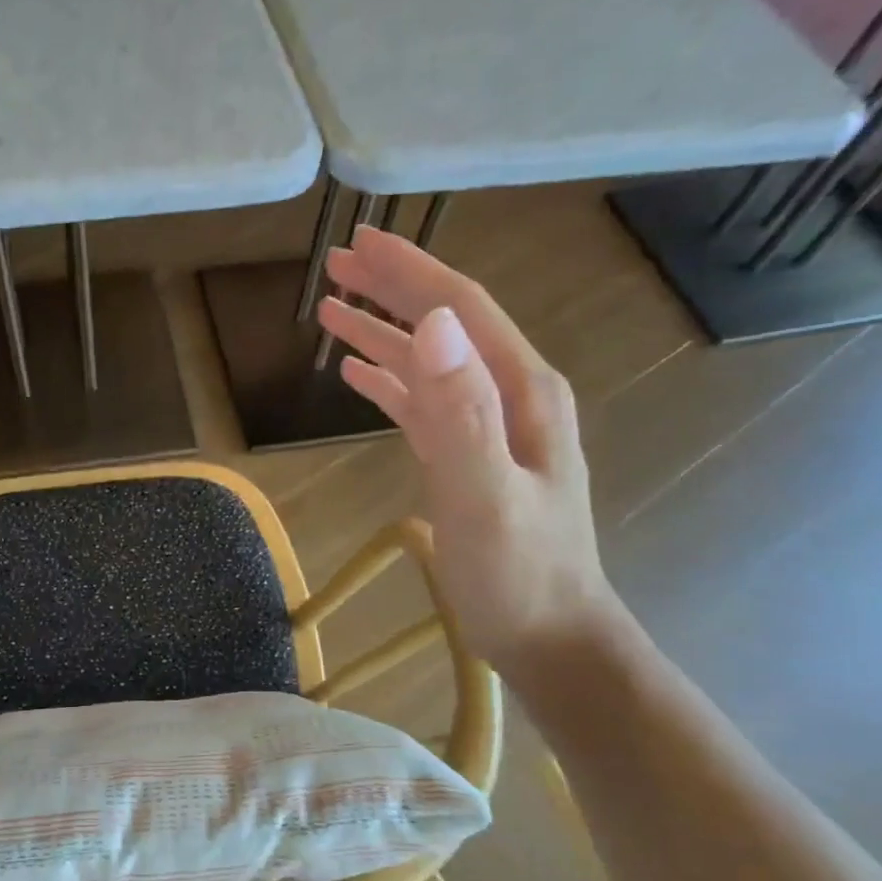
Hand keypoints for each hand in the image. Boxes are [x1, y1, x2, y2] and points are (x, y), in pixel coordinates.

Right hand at [317, 228, 623, 675]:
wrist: (551, 638)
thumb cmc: (519, 574)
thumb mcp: (486, 495)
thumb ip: (461, 412)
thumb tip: (432, 324)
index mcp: (521, 391)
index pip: (460, 310)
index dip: (410, 271)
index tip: (359, 242)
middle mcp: (509, 396)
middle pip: (443, 327)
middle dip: (391, 290)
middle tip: (334, 266)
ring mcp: (490, 428)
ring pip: (428, 364)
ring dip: (381, 334)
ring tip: (330, 313)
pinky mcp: (469, 458)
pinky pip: (423, 405)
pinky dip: (389, 383)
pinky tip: (357, 376)